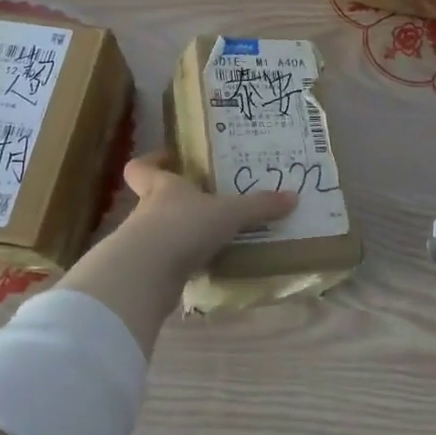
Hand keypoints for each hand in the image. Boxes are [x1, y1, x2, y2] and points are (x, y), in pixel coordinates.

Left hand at [55, 153, 295, 351]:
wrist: (146, 275)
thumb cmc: (183, 227)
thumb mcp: (229, 213)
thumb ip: (259, 206)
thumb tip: (293, 197)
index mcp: (162, 187)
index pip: (142, 168)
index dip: (152, 162)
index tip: (169, 158)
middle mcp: (147, 211)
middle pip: (152, 199)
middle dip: (176, 202)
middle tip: (205, 201)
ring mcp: (143, 244)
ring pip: (159, 232)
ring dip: (180, 235)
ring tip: (211, 238)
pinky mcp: (146, 273)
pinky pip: (166, 263)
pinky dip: (182, 264)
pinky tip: (205, 268)